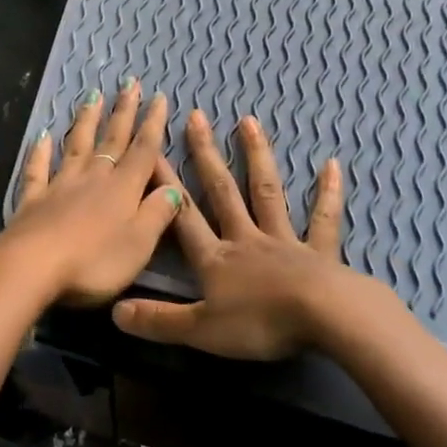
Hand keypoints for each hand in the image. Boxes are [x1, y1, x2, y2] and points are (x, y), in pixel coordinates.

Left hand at [0, 80, 182, 307]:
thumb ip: (157, 214)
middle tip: (128, 82)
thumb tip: (174, 188)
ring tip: (92, 96)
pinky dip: (40, 152)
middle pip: (112, 139)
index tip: (158, 96)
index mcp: (123, 189)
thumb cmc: (93, 261)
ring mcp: (60, 186)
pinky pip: (38, 170)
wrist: (31, 267)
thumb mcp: (138, 244)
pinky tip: (42, 136)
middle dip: (123, 111)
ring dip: (86, 121)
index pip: (143, 150)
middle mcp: (93, 178)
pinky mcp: (33, 200)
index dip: (153, 124)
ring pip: (77, 146)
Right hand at [112, 111, 352, 359]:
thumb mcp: (201, 330)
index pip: (183, 216)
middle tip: (196, 116)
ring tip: (248, 121)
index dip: (164, 185)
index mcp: (216, 259)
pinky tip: (332, 165)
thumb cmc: (260, 323)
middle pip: (222, 192)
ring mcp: (284, 241)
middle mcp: (246, 239)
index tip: (150, 149)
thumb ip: (159, 320)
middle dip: (206, 155)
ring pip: (266, 192)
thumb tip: (114, 312)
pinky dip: (327, 193)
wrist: (323, 317)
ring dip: (257, 156)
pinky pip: (323, 220)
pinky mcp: (320, 252)